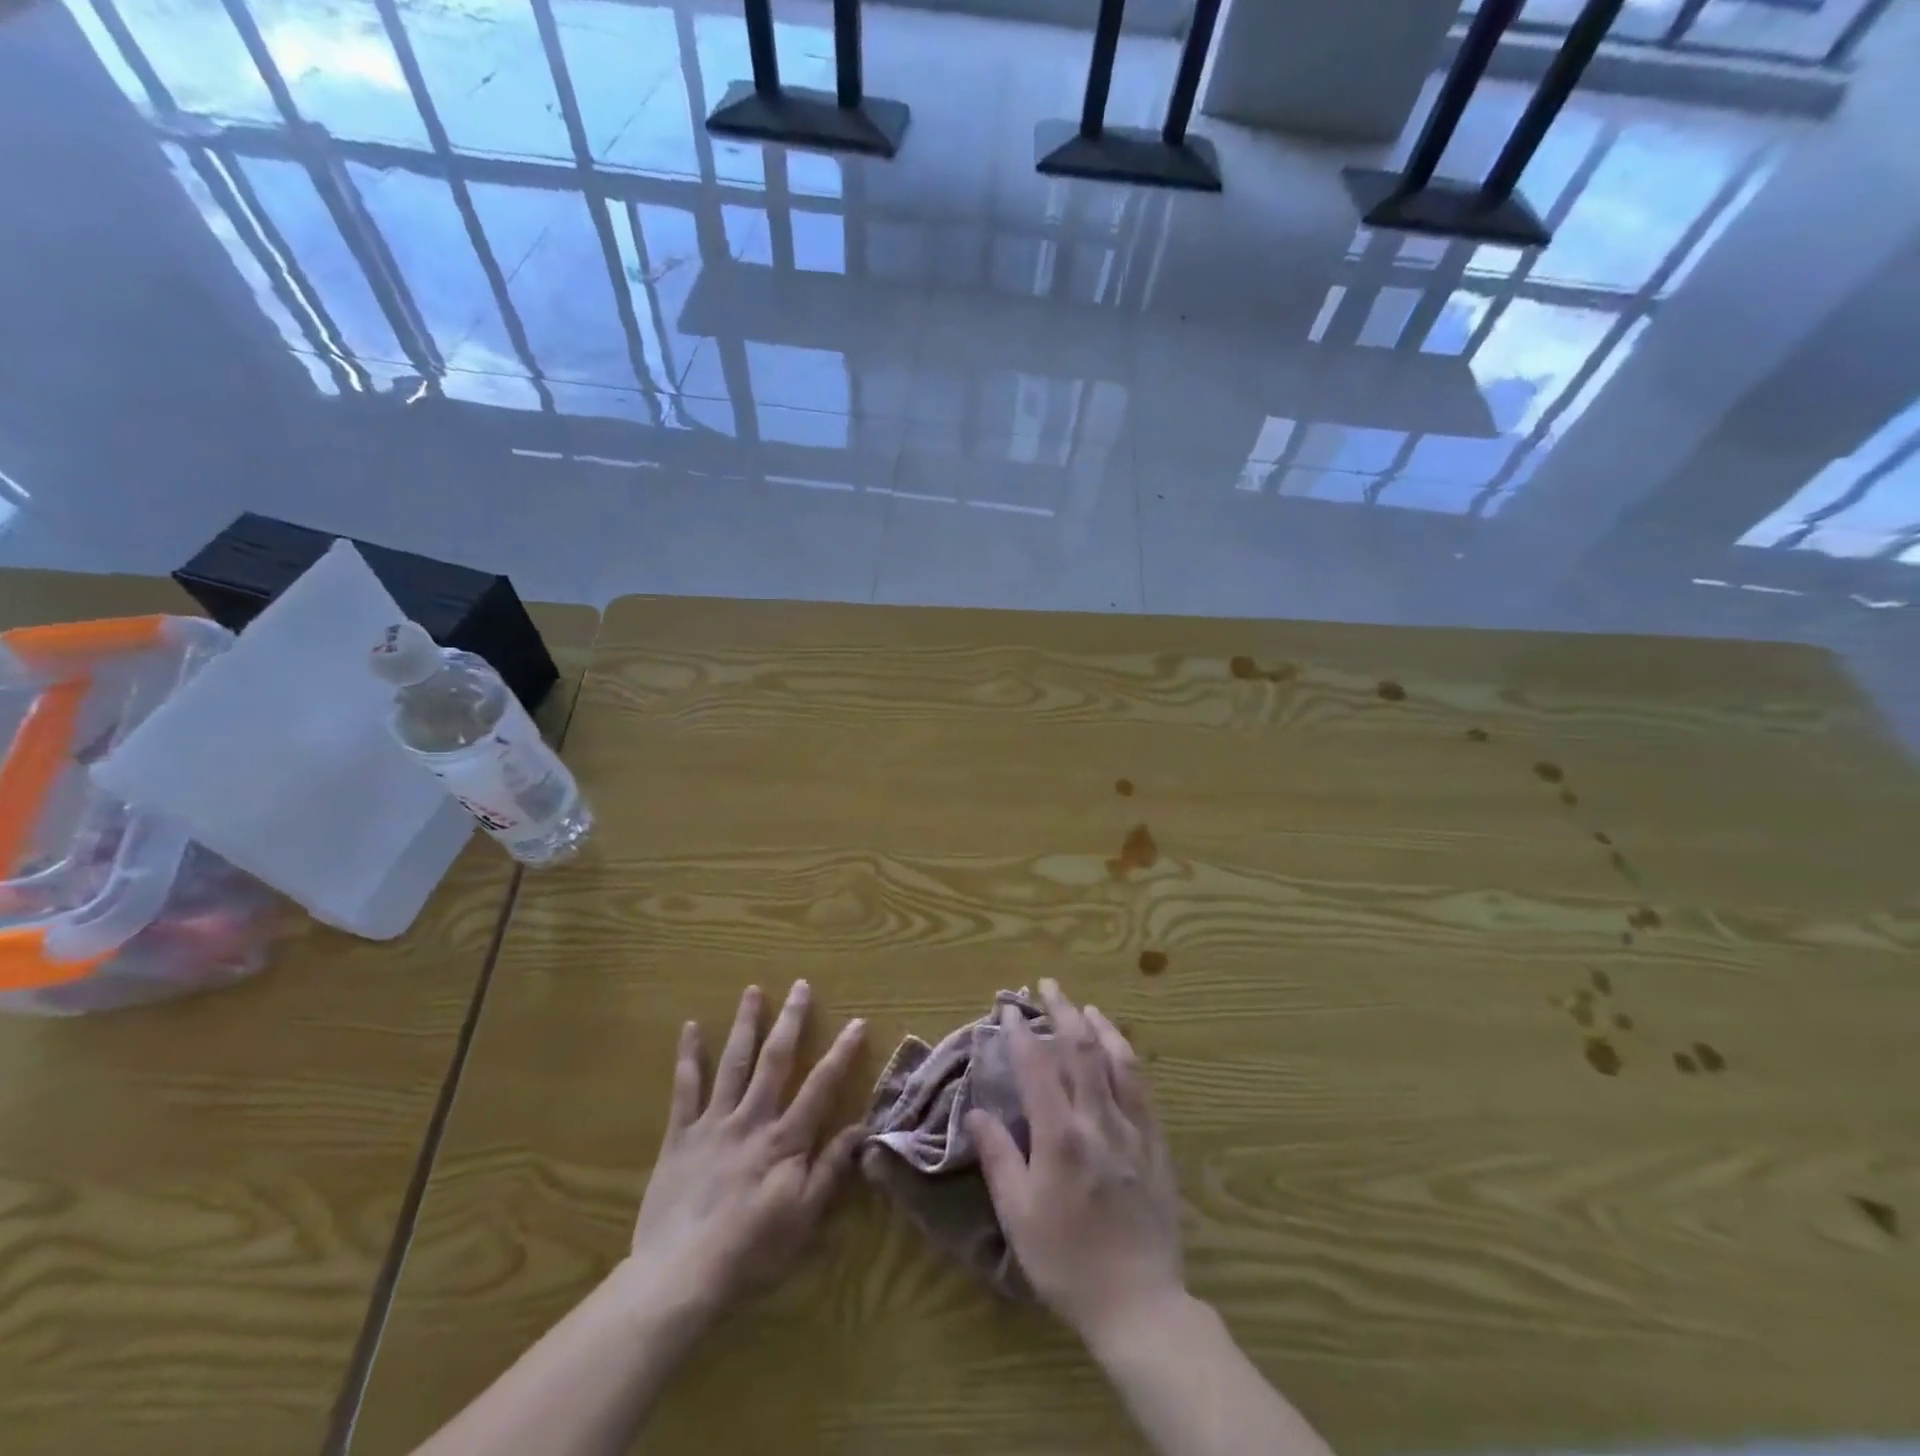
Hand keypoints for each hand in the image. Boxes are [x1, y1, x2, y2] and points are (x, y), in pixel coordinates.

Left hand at [624, 981, 866, 1320]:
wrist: (680, 1277)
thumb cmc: (751, 1252)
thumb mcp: (804, 1219)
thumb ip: (831, 1169)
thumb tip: (861, 1127)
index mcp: (784, 1139)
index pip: (821, 1085)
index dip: (841, 1052)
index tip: (857, 1022)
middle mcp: (752, 1119)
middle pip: (775, 1059)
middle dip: (791, 1020)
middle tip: (800, 985)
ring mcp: (713, 1123)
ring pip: (733, 1062)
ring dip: (745, 1024)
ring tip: (752, 990)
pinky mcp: (680, 1135)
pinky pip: (685, 1088)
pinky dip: (688, 1056)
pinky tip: (689, 1027)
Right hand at [966, 979, 1184, 1347]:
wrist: (1138, 1303)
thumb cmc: (1067, 1262)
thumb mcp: (1018, 1215)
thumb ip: (998, 1156)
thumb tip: (974, 1111)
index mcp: (1060, 1136)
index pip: (1037, 1067)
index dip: (1021, 1032)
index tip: (1008, 1008)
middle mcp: (1097, 1120)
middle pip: (1079, 1049)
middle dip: (1060, 1011)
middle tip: (1045, 986)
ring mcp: (1132, 1128)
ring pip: (1115, 1059)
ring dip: (1096, 1025)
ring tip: (1081, 1004)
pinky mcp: (1155, 1142)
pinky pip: (1141, 1086)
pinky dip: (1126, 1056)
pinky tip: (1118, 1047)